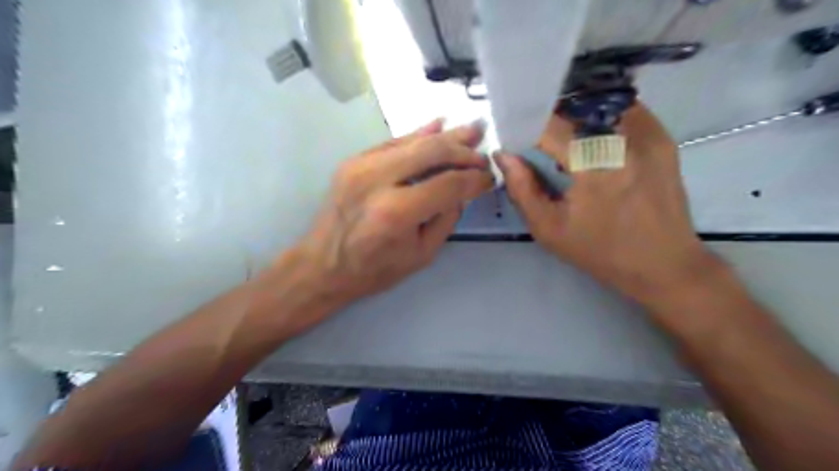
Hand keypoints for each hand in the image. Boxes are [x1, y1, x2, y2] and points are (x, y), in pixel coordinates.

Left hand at [292, 120, 492, 308]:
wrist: (322, 264)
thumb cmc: (374, 270)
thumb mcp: (421, 255)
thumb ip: (446, 219)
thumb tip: (462, 190)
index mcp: (396, 211)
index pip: (448, 184)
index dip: (474, 180)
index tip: (489, 179)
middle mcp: (377, 180)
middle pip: (432, 152)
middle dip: (463, 151)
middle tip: (483, 151)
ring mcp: (361, 165)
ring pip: (413, 141)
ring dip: (446, 136)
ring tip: (472, 129)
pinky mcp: (354, 160)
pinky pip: (394, 142)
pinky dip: (418, 135)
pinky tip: (438, 126)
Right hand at [492, 105, 717, 305]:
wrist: (663, 264)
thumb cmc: (600, 251)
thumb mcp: (549, 228)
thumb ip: (521, 189)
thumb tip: (503, 155)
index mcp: (593, 164)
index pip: (550, 124)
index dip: (527, 127)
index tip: (516, 141)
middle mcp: (623, 139)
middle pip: (574, 108)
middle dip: (550, 121)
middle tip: (539, 144)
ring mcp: (647, 133)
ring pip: (599, 104)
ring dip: (576, 117)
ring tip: (566, 143)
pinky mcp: (661, 137)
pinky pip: (623, 111)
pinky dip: (601, 119)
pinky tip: (594, 142)